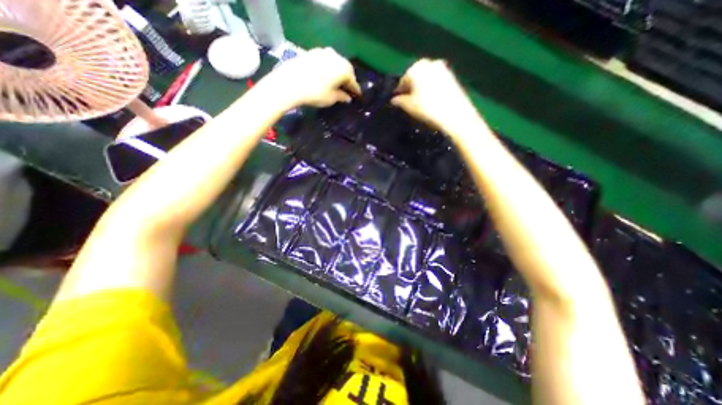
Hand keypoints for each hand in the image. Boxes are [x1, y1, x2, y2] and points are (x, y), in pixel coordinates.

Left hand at [267, 48, 360, 106]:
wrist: (290, 82)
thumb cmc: (315, 93)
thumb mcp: (331, 98)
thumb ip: (342, 97)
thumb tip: (347, 98)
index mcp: (343, 69)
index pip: (353, 81)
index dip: (356, 90)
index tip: (358, 96)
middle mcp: (336, 57)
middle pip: (346, 69)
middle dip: (348, 79)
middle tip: (348, 89)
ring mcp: (323, 52)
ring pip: (336, 63)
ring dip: (338, 72)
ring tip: (337, 82)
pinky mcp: (312, 52)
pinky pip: (326, 60)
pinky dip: (329, 68)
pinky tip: (326, 75)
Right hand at [393, 58, 480, 133]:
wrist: (455, 113)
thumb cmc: (428, 108)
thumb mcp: (409, 106)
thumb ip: (399, 101)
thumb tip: (393, 99)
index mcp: (416, 68)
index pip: (403, 79)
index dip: (399, 91)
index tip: (398, 100)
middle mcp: (429, 63)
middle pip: (415, 75)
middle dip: (411, 86)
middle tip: (408, 100)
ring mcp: (442, 68)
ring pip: (426, 77)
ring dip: (421, 86)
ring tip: (419, 100)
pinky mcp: (452, 75)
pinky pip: (436, 79)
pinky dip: (431, 87)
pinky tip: (431, 98)